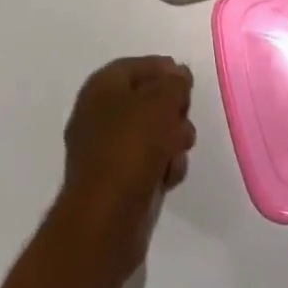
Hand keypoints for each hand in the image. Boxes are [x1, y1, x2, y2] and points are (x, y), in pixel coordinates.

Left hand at [56, 56, 195, 279]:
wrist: (106, 221)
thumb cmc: (131, 148)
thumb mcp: (160, 102)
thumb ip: (174, 83)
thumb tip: (178, 76)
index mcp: (101, 87)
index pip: (136, 66)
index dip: (163, 69)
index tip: (188, 81)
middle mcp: (99, 115)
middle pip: (146, 100)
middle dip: (171, 109)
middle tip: (184, 117)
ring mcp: (106, 152)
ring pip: (150, 134)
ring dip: (171, 140)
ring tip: (178, 152)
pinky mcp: (117, 183)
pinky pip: (147, 164)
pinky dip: (162, 167)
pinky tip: (170, 178)